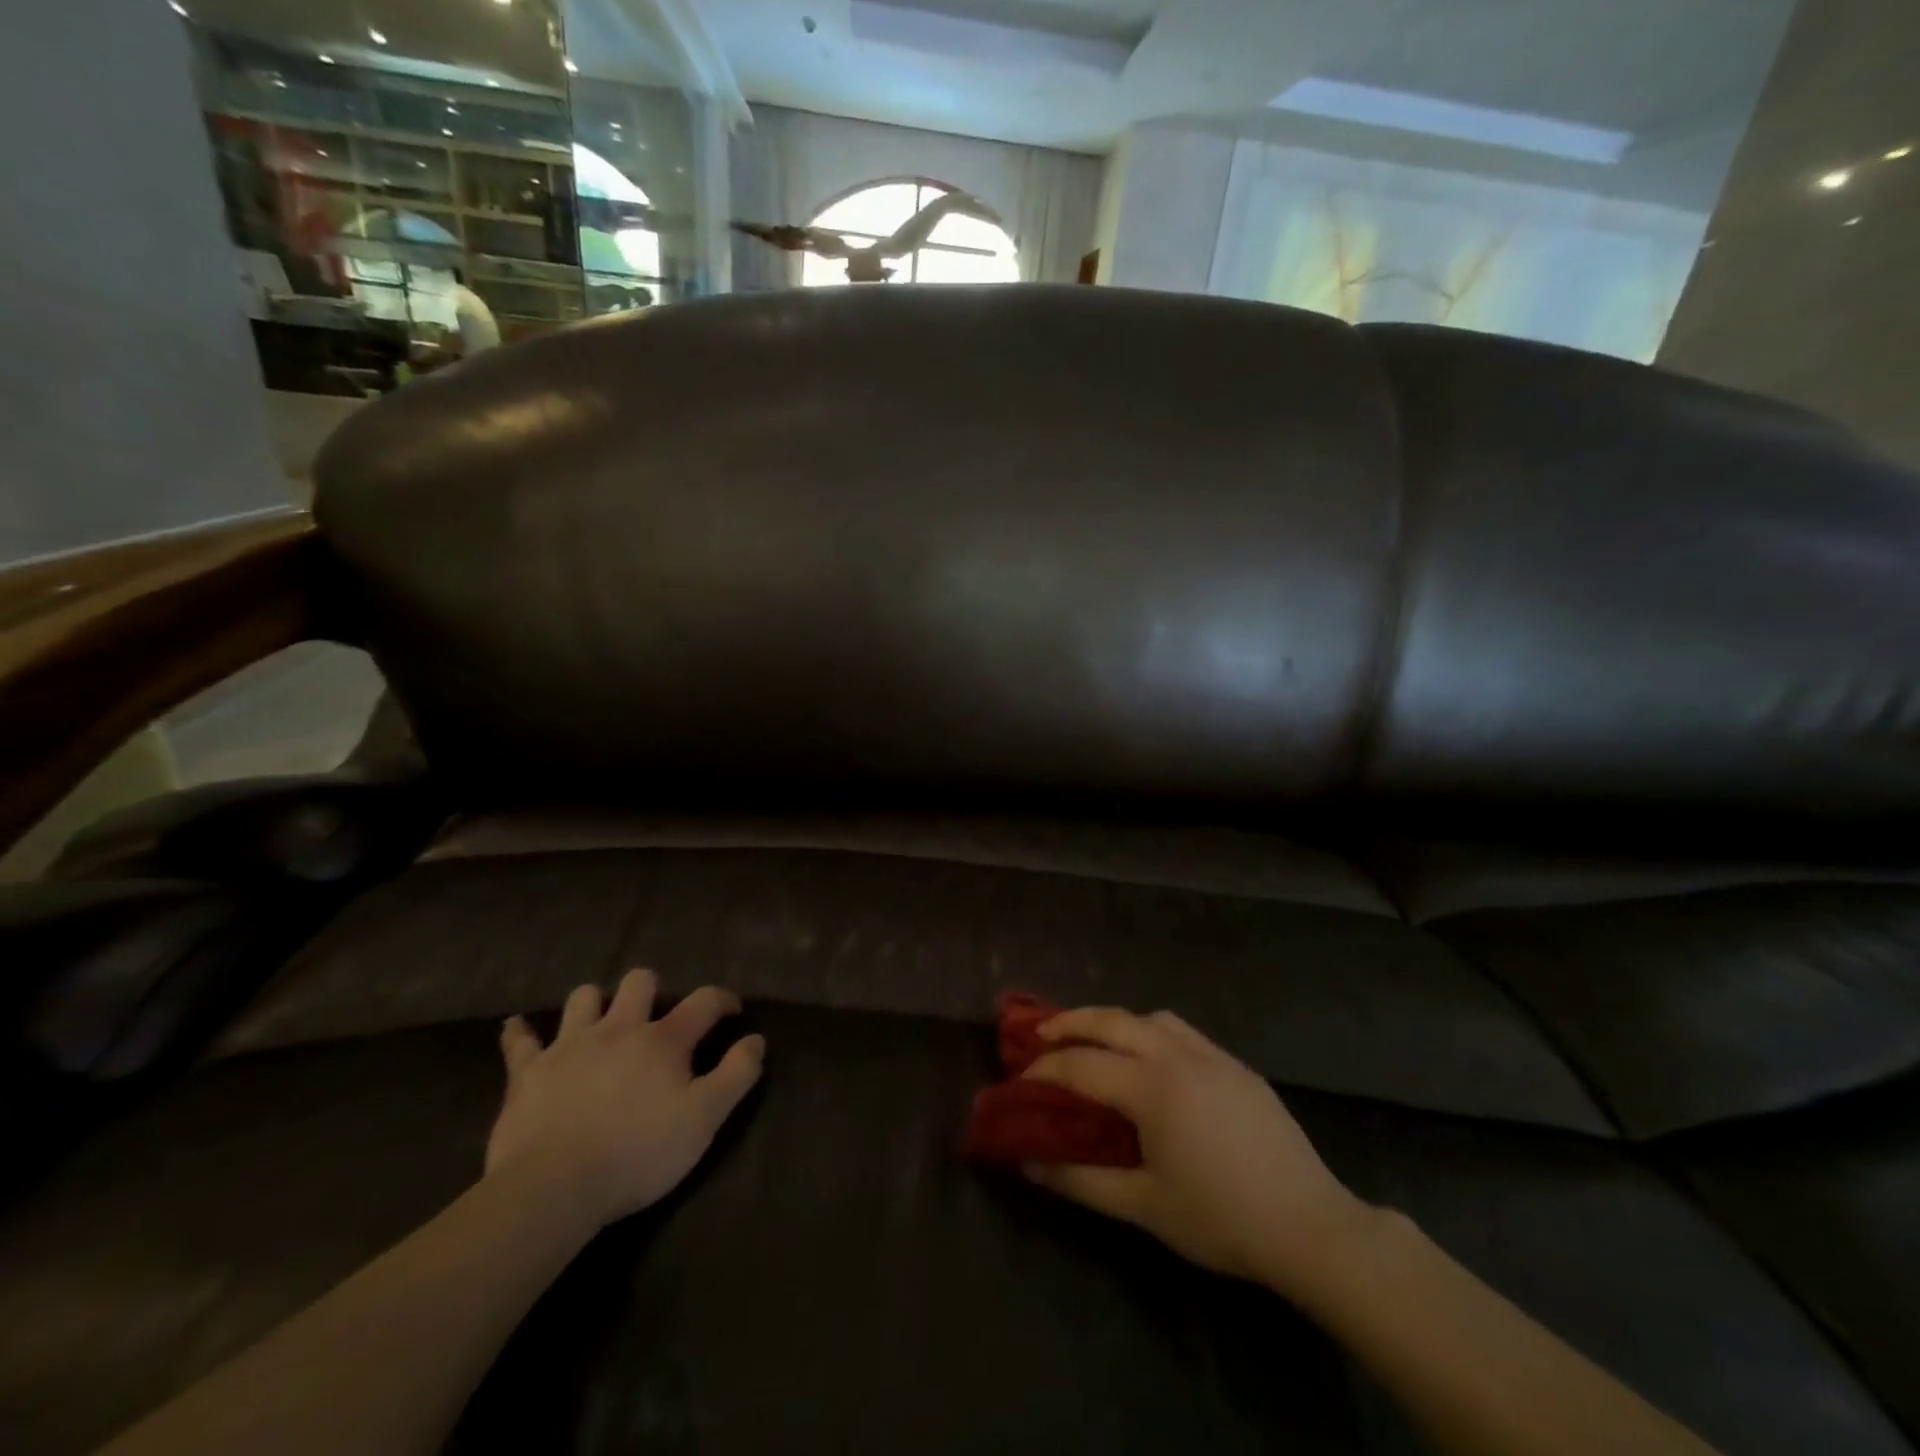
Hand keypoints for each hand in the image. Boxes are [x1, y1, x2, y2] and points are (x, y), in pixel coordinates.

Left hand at [485, 969, 764, 1229]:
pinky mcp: (528, 1072)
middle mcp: (619, 1028)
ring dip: (594, 1003)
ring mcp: (570, 1046)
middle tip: (655, 1016)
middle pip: (638, 983)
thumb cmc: (639, 1153)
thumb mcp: (704, 1119)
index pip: (704, 1001)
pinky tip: (517, 1027)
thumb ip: (736, 1074)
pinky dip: (520, 1033)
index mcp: (664, 1039)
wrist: (554, 1187)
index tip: (731, 1010)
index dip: (722, 999)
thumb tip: (756, 1039)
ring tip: (599, 1020)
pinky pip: (520, 1042)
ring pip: (584, 999)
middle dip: (651, 989)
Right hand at [1022, 1007, 1378, 1297]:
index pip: (1082, 1065)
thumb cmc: (1221, 1219)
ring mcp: (1212, 1056)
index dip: (1046, 1070)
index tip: (1021, 1079)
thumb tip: (1029, 1163)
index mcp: (1152, 1087)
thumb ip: (1081, 1181)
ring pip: (1151, 1018)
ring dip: (1115, 1022)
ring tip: (1097, 1043)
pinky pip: (1184, 1032)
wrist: (1310, 1224)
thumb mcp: (1144, 1206)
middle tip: (1042, 1035)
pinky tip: (1155, 1062)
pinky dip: (1152, 1032)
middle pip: (1112, 1020)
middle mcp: (1177, 1056)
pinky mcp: (1237, 1066)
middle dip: (1070, 1022)